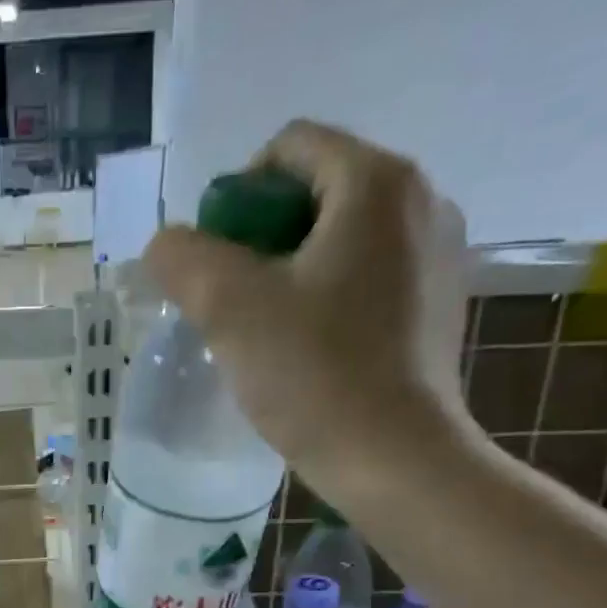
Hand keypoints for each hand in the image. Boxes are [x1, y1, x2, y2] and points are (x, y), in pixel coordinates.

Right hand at [143, 121, 474, 498]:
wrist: (395, 459)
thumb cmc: (314, 374)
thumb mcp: (228, 307)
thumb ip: (183, 258)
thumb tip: (167, 246)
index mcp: (377, 182)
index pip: (289, 148)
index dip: (235, 196)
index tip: (217, 262)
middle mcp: (422, 201)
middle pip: (316, 191)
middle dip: (260, 240)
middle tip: (233, 301)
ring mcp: (438, 255)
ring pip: (340, 239)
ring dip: (290, 272)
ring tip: (266, 331)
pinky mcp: (438, 304)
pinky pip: (366, 277)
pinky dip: (327, 297)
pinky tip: (308, 350)